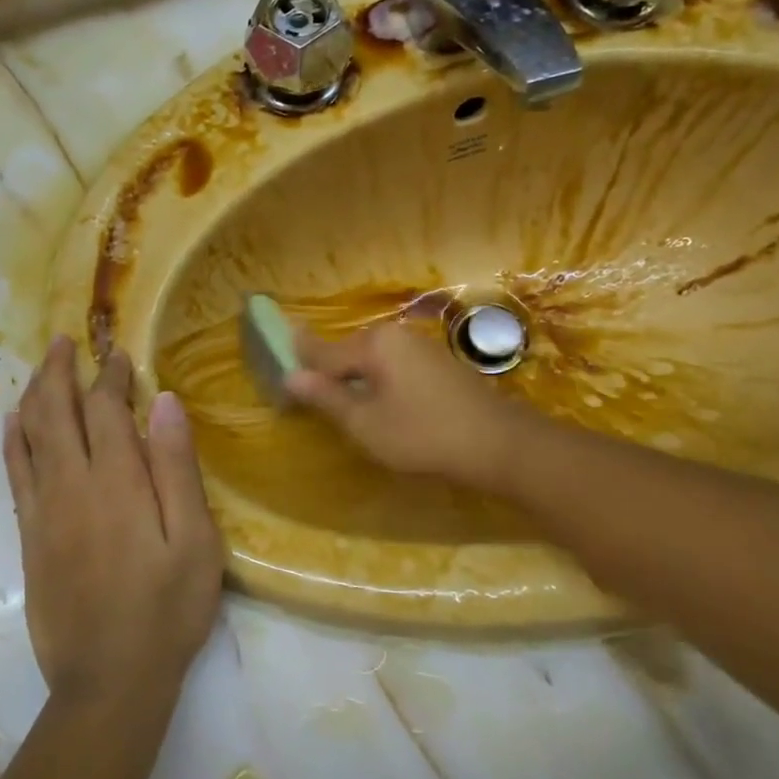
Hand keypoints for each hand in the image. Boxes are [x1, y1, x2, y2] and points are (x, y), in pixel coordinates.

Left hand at [5, 338, 223, 712]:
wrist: (108, 681)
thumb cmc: (167, 610)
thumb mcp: (195, 541)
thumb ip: (178, 468)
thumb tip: (165, 402)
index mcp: (118, 481)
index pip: (107, 409)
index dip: (112, 377)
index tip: (120, 356)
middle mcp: (72, 484)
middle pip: (57, 411)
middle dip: (61, 370)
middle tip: (67, 341)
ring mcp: (44, 510)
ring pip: (30, 434)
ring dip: (34, 394)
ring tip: (41, 367)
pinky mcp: (28, 535)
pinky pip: (14, 472)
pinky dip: (12, 439)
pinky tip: (13, 421)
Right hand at [286, 320, 524, 489]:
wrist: (500, 444)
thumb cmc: (423, 435)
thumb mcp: (365, 423)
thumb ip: (326, 397)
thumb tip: (290, 375)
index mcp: (373, 343)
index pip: (321, 352)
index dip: (299, 367)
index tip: (278, 373)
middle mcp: (395, 334)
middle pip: (347, 352)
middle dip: (327, 372)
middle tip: (310, 398)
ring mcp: (420, 346)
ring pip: (372, 359)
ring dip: (354, 379)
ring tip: (342, 404)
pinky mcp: (438, 363)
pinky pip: (394, 366)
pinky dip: (379, 381)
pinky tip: (381, 404)